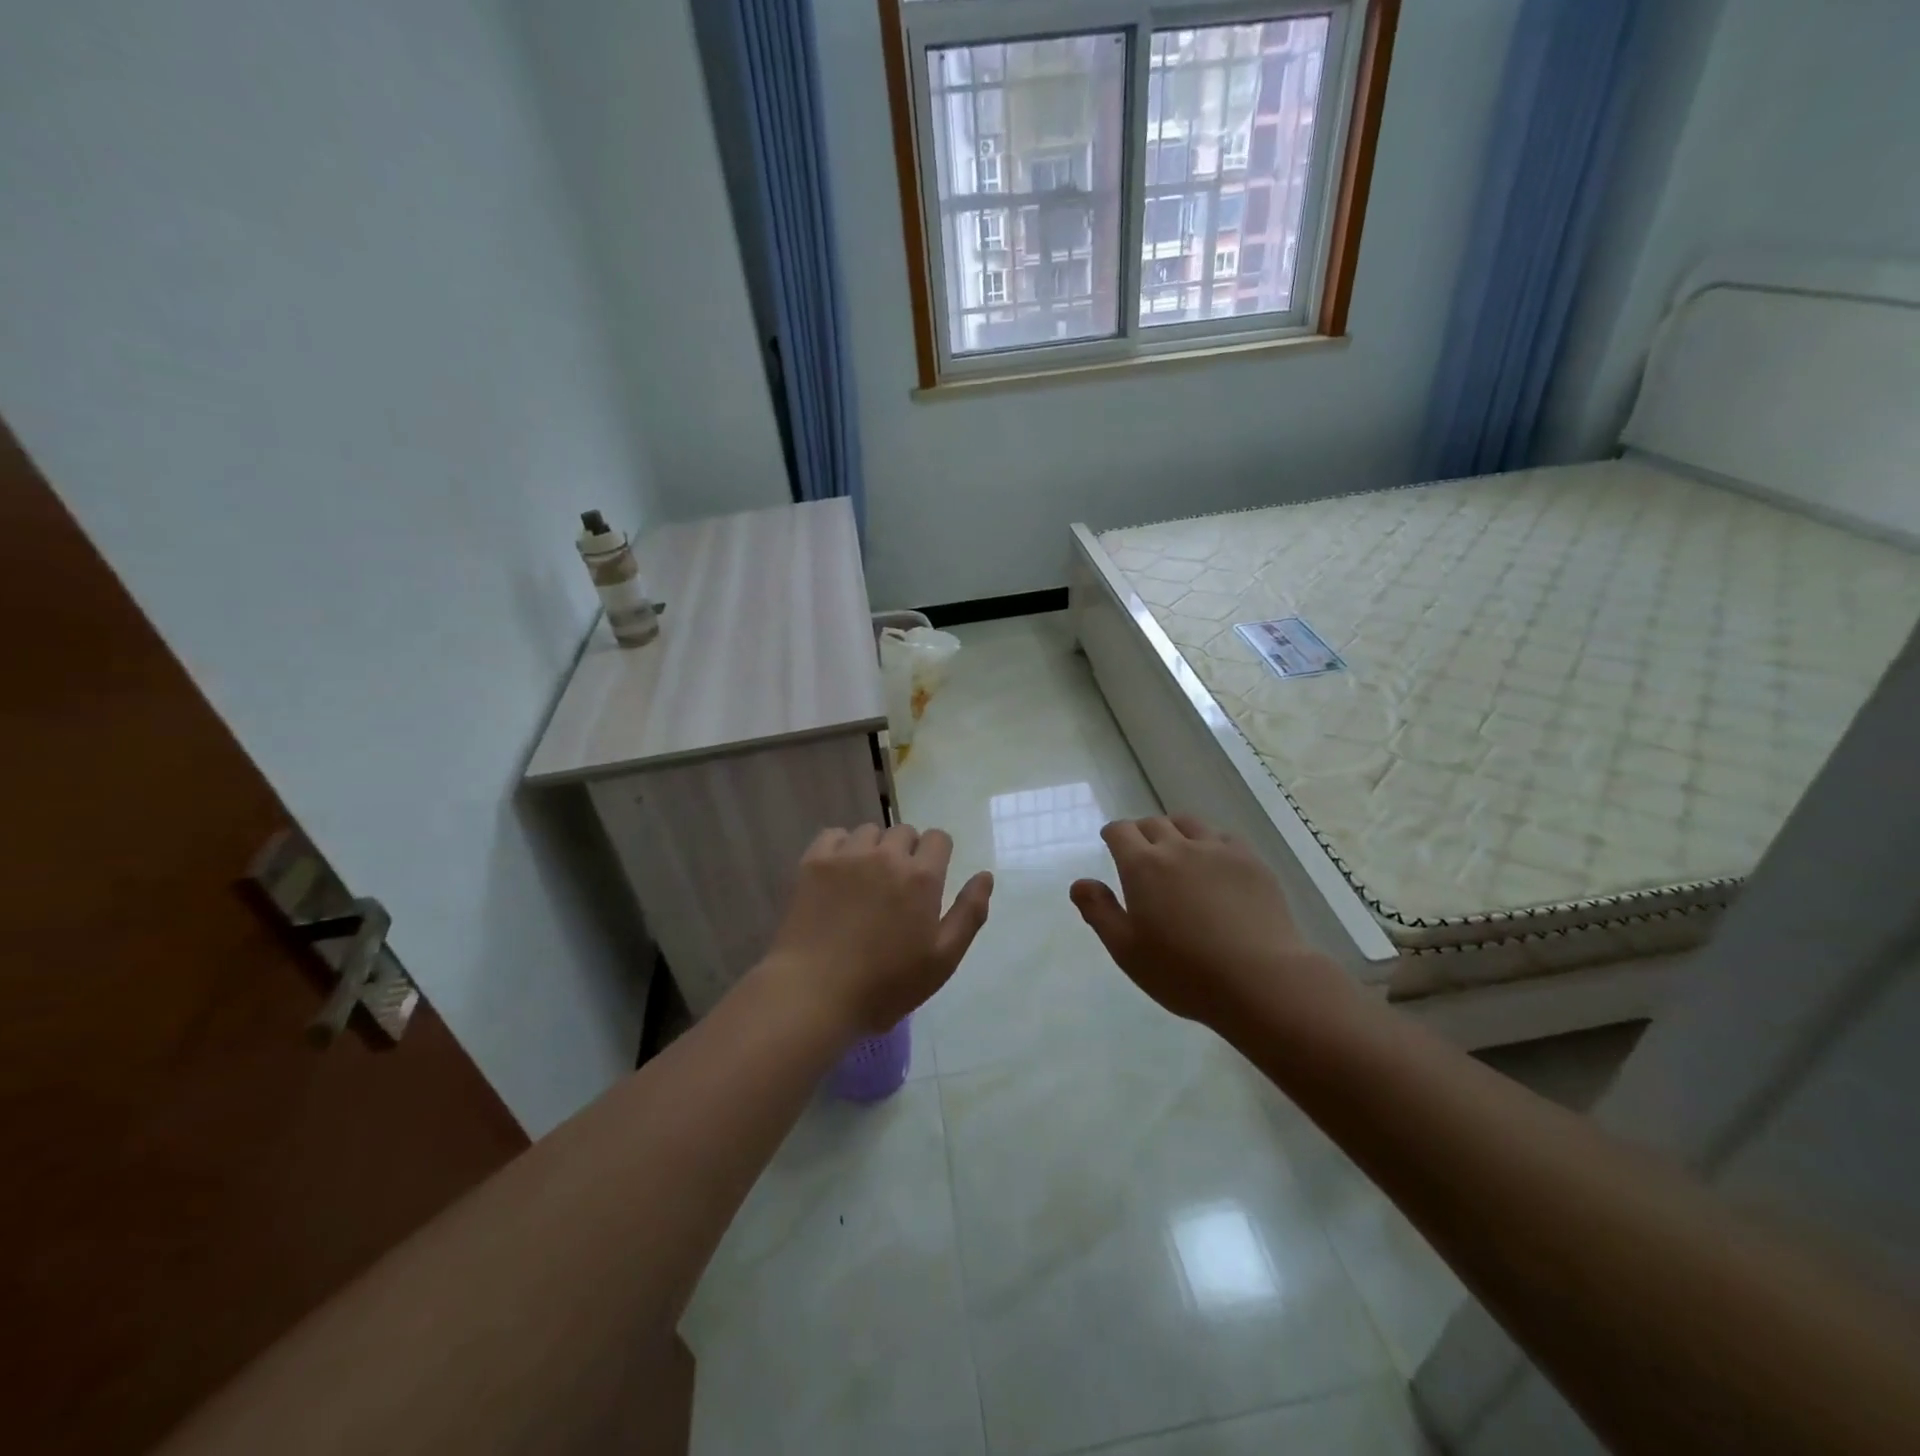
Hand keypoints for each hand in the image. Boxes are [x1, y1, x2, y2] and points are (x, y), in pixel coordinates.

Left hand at [764, 823, 992, 1037]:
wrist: (813, 994)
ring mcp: (847, 856)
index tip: (928, 883)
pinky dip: (841, 847)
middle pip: (904, 831)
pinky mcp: (813, 862)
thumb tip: (985, 875)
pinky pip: (834, 835)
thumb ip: (969, 914)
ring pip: (870, 831)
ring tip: (865, 882)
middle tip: (896, 888)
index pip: (938, 838)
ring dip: (874, 849)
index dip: (937, 856)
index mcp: (921, 877)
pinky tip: (838, 874)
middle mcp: (886, 855)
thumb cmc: (885, 985)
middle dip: (906, 852)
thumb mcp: (942, 960)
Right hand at [1070, 815, 1353, 1031]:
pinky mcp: (1251, 862)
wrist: (1259, 979)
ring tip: (1178, 853)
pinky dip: (1210, 843)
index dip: (1113, 834)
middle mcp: (1178, 847)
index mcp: (1142, 865)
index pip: (1120, 831)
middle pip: (1154, 823)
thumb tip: (1080, 883)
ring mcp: (1218, 851)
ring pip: (1190, 824)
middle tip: (1142, 855)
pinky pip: (1223, 837)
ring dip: (1176, 832)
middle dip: (1142, 833)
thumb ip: (1099, 911)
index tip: (1112, 843)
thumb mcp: (1126, 950)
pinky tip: (1215, 865)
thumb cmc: (1183, 971)